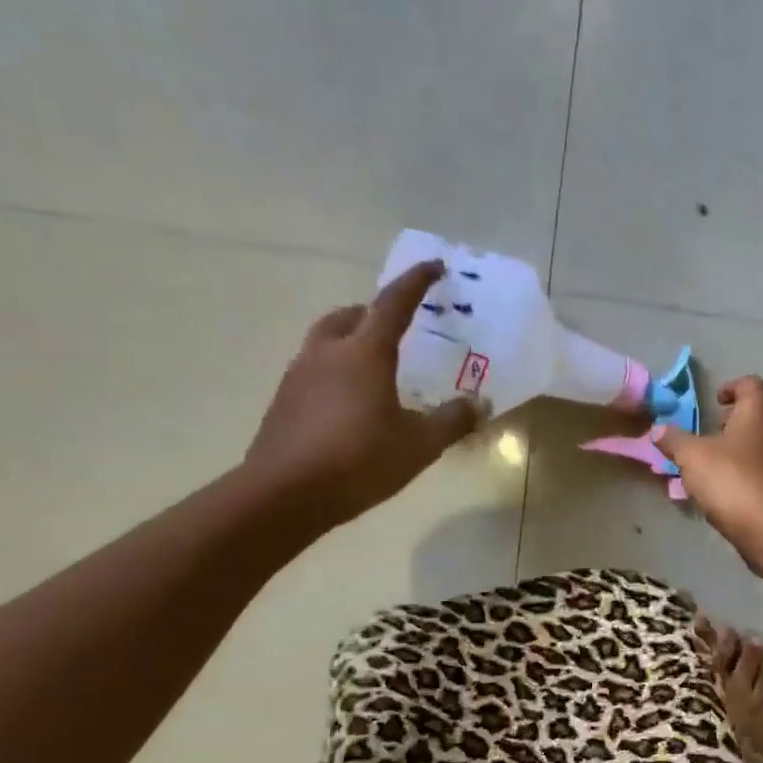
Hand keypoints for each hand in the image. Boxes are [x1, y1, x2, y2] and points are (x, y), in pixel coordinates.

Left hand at [245, 260, 478, 528]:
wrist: (284, 495)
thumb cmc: (359, 461)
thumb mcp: (419, 445)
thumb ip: (452, 420)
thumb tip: (478, 403)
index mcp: (364, 353)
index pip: (393, 303)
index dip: (416, 281)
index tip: (434, 266)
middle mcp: (328, 353)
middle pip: (349, 315)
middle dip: (373, 312)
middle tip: (396, 326)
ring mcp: (298, 376)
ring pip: (326, 341)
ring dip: (350, 341)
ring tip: (375, 368)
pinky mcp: (283, 402)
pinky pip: (313, 370)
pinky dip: (335, 371)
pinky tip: (349, 404)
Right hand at [654, 376, 762, 563]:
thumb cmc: (733, 481)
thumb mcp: (692, 458)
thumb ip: (674, 440)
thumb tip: (658, 430)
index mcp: (761, 413)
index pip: (751, 384)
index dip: (731, 387)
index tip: (714, 402)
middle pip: (759, 415)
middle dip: (733, 423)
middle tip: (709, 438)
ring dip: (741, 451)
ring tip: (715, 469)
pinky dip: (751, 474)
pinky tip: (731, 493)